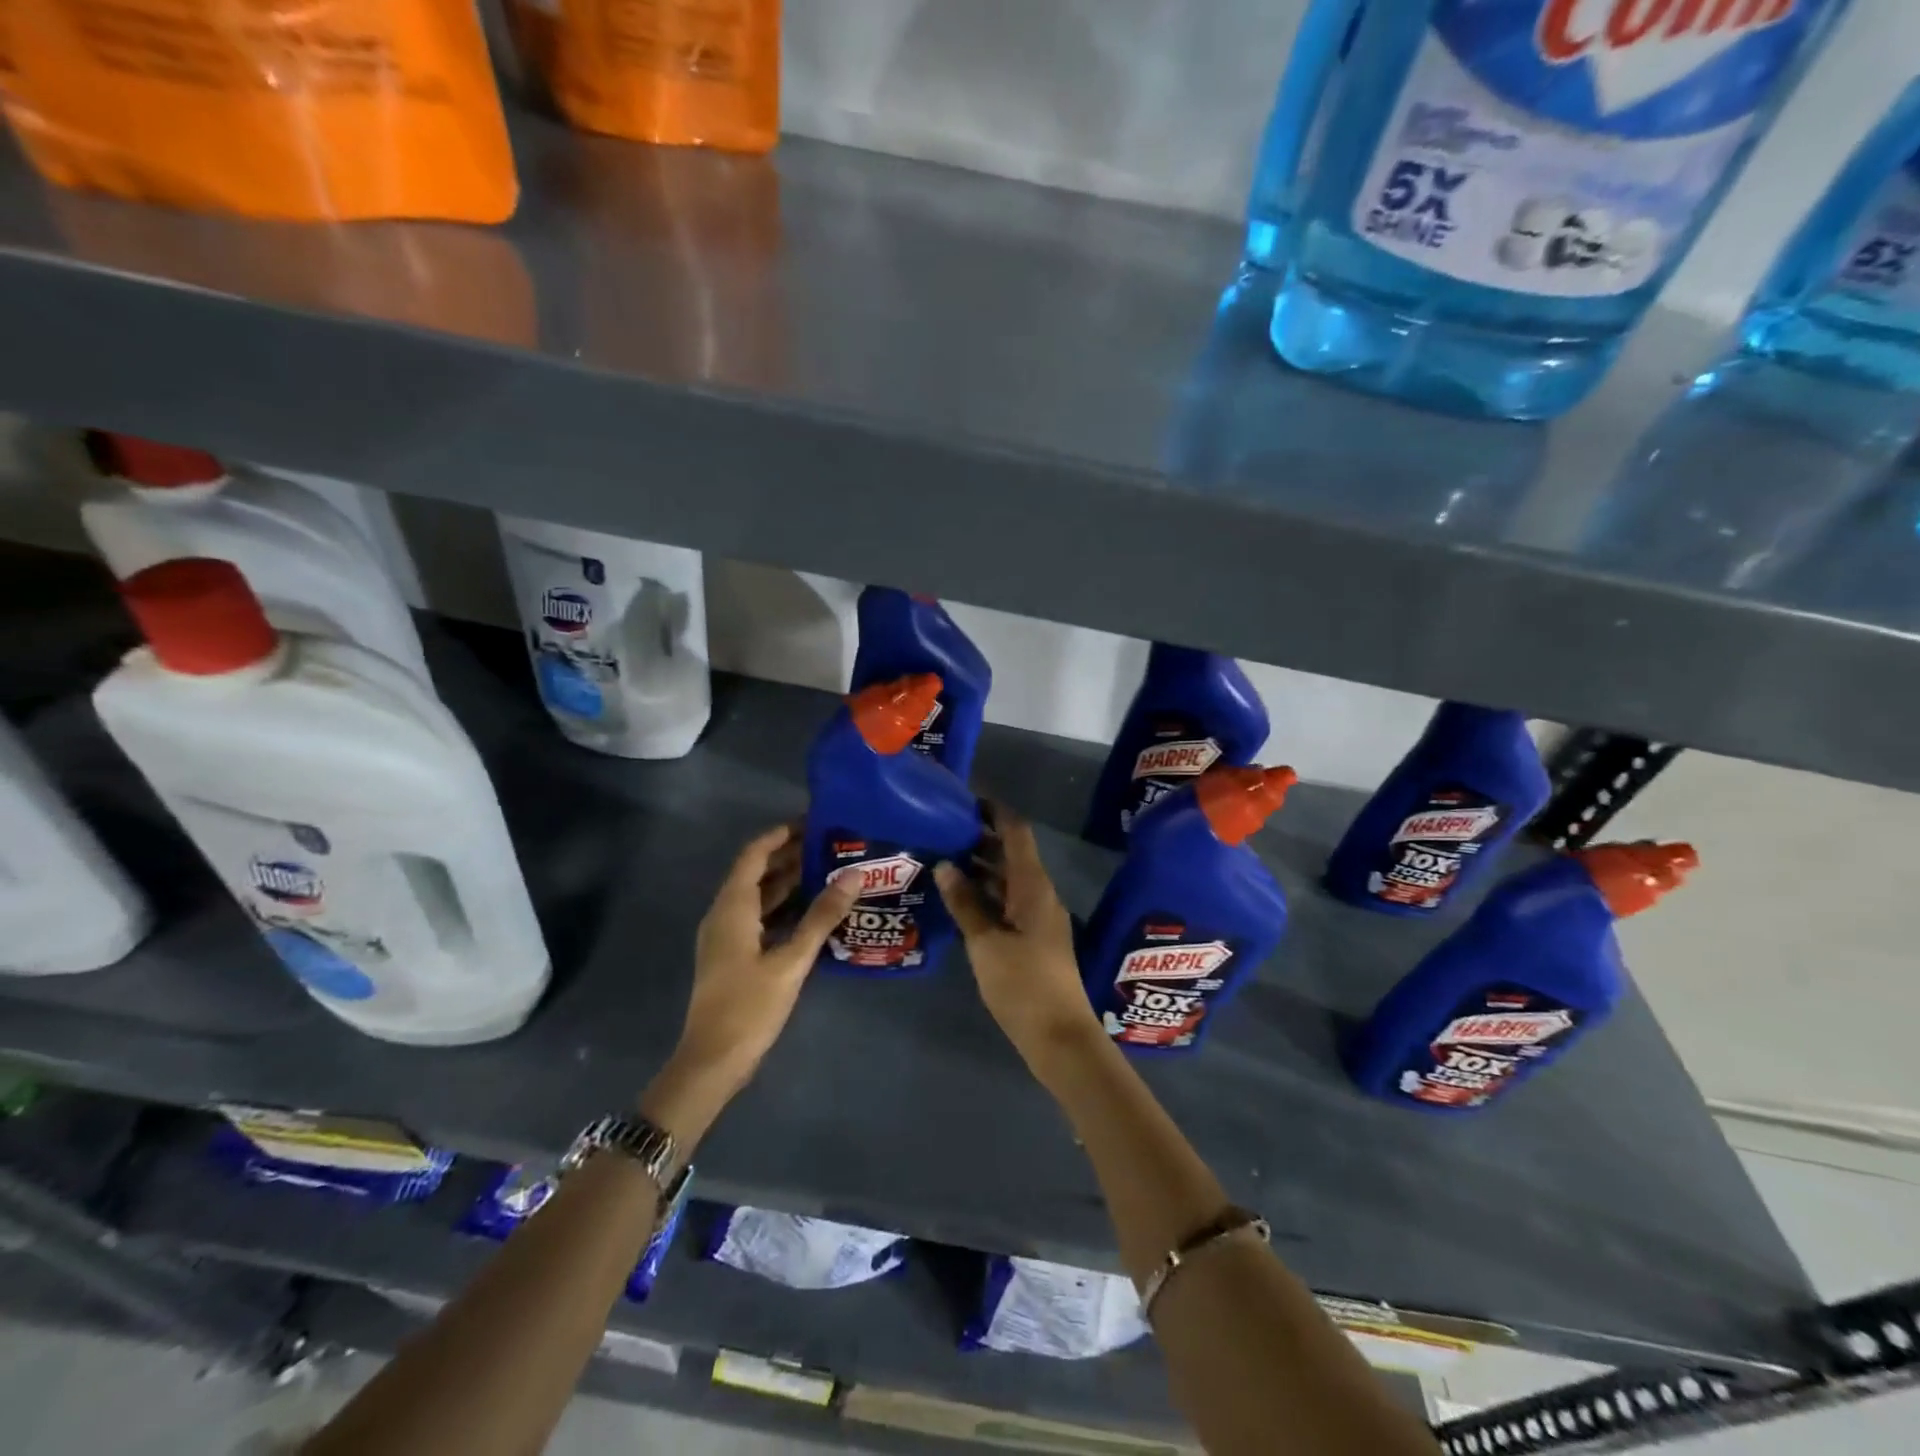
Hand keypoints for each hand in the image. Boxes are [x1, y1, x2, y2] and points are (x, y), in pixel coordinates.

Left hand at [672, 824, 858, 1092]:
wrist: (712, 1061)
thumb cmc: (749, 1006)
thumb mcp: (791, 960)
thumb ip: (822, 916)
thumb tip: (853, 875)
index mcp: (732, 908)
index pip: (754, 855)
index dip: (780, 835)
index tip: (812, 822)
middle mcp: (724, 914)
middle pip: (756, 872)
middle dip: (789, 856)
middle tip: (829, 845)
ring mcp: (726, 936)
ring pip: (758, 896)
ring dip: (787, 881)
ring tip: (827, 870)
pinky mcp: (732, 955)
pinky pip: (758, 917)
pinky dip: (782, 906)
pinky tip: (811, 911)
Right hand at [936, 805, 1101, 1074]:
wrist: (1059, 1037)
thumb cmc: (1023, 984)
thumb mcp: (986, 942)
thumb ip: (965, 903)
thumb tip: (945, 865)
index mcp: (1033, 886)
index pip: (1016, 832)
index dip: (994, 811)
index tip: (965, 798)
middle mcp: (1040, 894)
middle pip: (1012, 854)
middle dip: (980, 838)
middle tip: (942, 829)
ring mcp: (1039, 917)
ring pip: (1009, 879)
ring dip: (980, 867)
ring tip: (943, 858)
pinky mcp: (1033, 939)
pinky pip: (1008, 901)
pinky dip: (986, 893)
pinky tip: (959, 899)